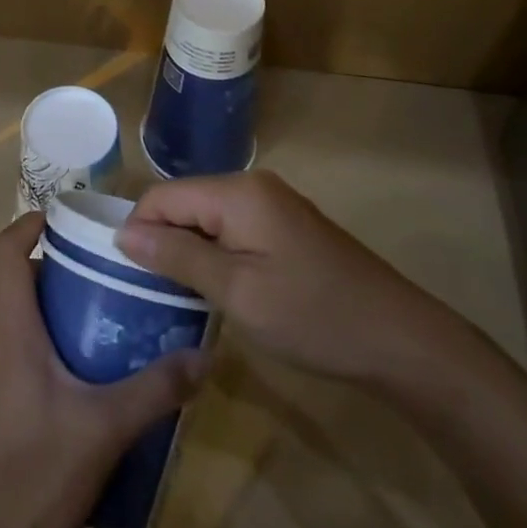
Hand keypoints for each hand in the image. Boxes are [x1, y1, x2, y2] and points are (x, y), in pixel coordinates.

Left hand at [0, 210, 211, 527]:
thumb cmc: (32, 469)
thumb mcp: (104, 427)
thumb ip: (154, 389)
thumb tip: (203, 356)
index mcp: (7, 324)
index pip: (6, 249)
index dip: (32, 223)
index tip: (71, 218)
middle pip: (13, 276)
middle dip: (55, 262)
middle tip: (103, 265)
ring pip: (13, 312)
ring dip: (50, 302)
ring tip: (102, 309)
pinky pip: (13, 344)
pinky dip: (43, 336)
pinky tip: (82, 367)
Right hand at [116, 171, 480, 389]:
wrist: (402, 341)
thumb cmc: (313, 316)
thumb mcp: (237, 291)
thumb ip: (178, 257)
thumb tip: (124, 234)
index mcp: (237, 192)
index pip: (163, 196)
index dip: (138, 231)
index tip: (125, 276)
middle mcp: (252, 186)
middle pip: (185, 203)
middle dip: (162, 241)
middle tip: (150, 292)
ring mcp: (274, 206)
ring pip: (208, 218)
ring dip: (189, 251)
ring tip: (177, 294)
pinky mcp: (287, 228)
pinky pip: (233, 230)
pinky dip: (216, 255)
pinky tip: (217, 288)